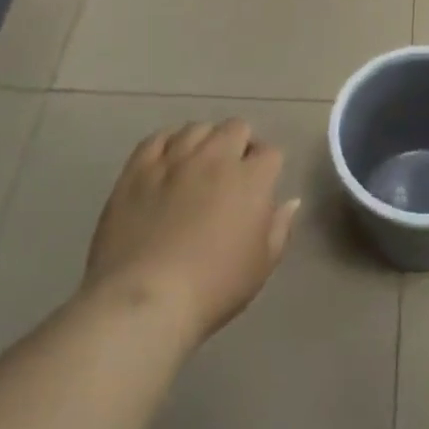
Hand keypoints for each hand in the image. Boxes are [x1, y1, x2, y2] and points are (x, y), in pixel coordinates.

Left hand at [85, 120, 299, 345]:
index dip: (268, 167)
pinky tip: (168, 160)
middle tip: (233, 172)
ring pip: (197, 128)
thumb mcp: (262, 265)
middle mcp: (215, 158)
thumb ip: (280, 227)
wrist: (145, 300)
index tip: (262, 185)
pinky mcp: (138, 169)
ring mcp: (174, 160)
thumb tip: (290, 202)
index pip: (270, 153)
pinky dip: (168, 144)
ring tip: (199, 164)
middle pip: (236, 128)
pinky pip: (157, 138)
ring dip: (205, 141)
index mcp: (251, 179)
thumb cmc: (213, 287)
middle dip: (240, 144)